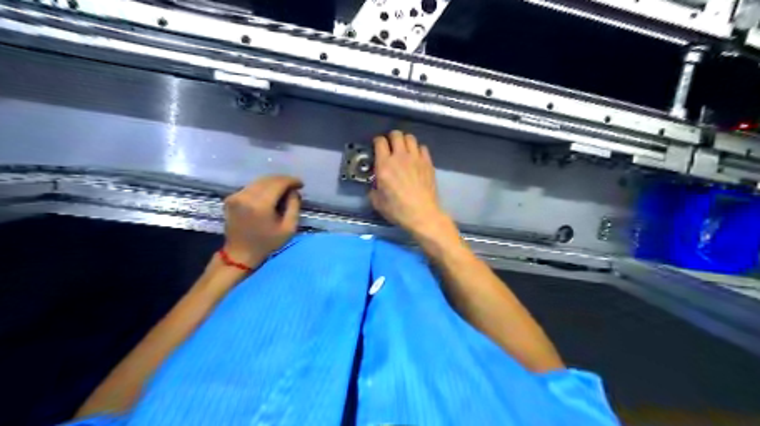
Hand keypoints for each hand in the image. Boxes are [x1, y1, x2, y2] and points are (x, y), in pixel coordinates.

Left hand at [222, 175, 300, 267]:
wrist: (240, 254)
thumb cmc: (267, 243)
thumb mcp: (289, 228)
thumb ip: (294, 206)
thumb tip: (293, 191)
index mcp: (260, 204)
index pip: (278, 183)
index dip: (291, 181)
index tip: (301, 184)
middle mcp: (246, 196)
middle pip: (268, 179)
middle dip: (283, 180)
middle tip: (294, 187)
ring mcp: (236, 196)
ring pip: (259, 181)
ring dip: (273, 183)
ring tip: (283, 191)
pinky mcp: (230, 198)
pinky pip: (251, 187)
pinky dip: (262, 188)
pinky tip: (269, 196)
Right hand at [370, 130, 445, 235]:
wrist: (422, 214)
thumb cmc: (398, 210)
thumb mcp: (377, 203)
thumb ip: (373, 190)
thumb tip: (374, 187)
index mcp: (384, 165)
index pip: (379, 142)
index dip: (377, 141)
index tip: (377, 146)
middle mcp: (400, 157)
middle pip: (396, 134)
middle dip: (391, 137)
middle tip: (390, 145)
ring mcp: (416, 158)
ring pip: (410, 138)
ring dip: (405, 141)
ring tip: (404, 149)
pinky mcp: (428, 163)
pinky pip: (423, 147)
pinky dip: (418, 149)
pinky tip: (416, 157)